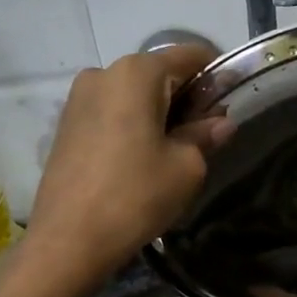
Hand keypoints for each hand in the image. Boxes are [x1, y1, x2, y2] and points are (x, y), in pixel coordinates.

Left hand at [25, 45, 233, 283]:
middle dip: (187, 96)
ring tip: (172, 151)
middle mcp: (104, 72)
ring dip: (159, 112)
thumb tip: (221, 122)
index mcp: (137, 73)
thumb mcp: (186, 166)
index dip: (216, 74)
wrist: (68, 240)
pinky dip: (133, 123)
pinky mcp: (66, 124)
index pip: (190, 55)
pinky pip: (112, 111)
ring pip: (134, 94)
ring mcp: (79, 97)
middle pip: (159, 73)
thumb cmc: (136, 195)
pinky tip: (141, 158)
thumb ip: (205, 135)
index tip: (230, 101)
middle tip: (205, 133)